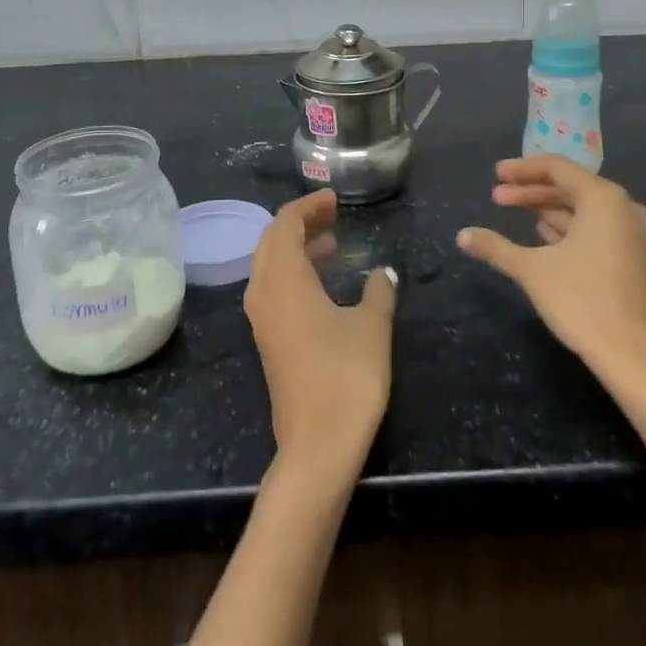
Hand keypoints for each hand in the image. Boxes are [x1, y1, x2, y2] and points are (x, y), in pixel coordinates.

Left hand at [244, 189, 397, 475]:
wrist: (317, 445)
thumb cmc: (346, 376)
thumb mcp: (372, 326)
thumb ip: (379, 292)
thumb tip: (384, 272)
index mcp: (284, 278)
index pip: (285, 223)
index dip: (308, 206)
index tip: (335, 200)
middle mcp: (264, 291)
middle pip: (272, 240)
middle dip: (300, 222)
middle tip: (333, 215)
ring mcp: (261, 318)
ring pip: (269, 264)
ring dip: (296, 247)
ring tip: (331, 242)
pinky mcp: (267, 339)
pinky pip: (272, 287)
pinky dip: (293, 272)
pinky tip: (321, 282)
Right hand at [456, 156, 645, 366]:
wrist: (636, 357)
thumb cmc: (582, 301)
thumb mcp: (531, 270)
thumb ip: (496, 247)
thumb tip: (462, 235)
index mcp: (602, 199)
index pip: (557, 168)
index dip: (522, 169)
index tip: (495, 174)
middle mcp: (622, 208)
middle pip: (570, 186)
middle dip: (531, 190)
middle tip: (497, 197)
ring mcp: (632, 234)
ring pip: (582, 208)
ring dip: (547, 208)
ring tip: (514, 212)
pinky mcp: (633, 258)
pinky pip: (595, 227)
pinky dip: (567, 226)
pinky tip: (543, 235)